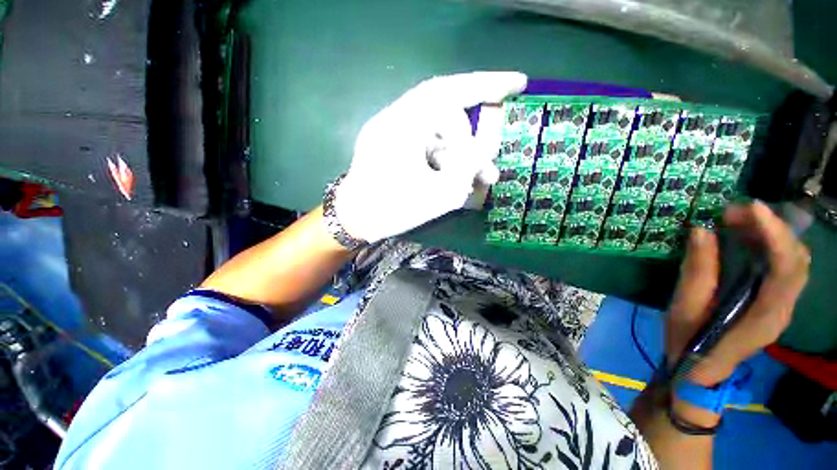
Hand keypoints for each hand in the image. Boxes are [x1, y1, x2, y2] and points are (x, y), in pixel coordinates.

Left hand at [334, 71, 527, 242]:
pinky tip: (458, 178)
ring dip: (462, 152)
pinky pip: (428, 144)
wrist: (355, 221)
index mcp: (404, 124)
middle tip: (493, 156)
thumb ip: (470, 164)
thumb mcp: (440, 193)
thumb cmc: (393, 210)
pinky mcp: (394, 144)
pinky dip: (447, 158)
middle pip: (448, 112)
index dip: (487, 84)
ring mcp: (394, 131)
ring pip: (440, 132)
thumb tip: (489, 139)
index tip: (519, 84)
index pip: (451, 90)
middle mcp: (398, 119)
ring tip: (483, 176)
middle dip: (475, 133)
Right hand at [666, 201, 809, 385]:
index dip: (775, 234)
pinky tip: (749, 238)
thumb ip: (697, 271)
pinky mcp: (775, 303)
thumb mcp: (685, 308)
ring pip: (795, 262)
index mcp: (764, 316)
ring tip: (741, 220)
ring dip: (773, 234)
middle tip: (737, 212)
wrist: (699, 370)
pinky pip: (785, 267)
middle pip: (797, 261)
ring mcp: (783, 307)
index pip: (786, 269)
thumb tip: (701, 230)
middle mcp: (783, 309)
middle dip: (773, 228)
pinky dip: (771, 246)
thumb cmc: (689, 341)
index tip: (751, 208)